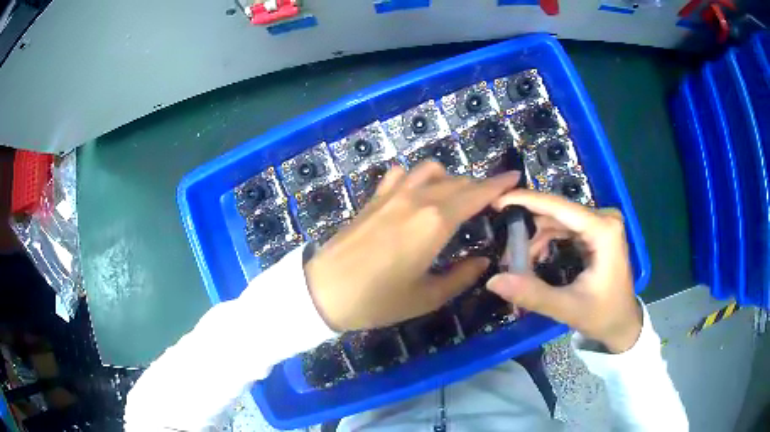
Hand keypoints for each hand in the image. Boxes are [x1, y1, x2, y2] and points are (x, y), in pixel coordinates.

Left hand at [305, 162, 520, 331]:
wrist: (324, 290)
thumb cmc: (378, 300)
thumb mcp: (427, 296)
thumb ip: (461, 276)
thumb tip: (482, 261)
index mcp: (436, 221)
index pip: (476, 194)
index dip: (499, 184)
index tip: (515, 177)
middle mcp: (417, 198)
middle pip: (458, 182)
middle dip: (479, 188)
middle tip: (489, 204)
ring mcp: (393, 193)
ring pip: (431, 170)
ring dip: (450, 179)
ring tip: (454, 199)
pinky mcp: (375, 197)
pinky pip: (402, 174)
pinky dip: (417, 177)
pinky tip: (417, 194)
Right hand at [486, 190, 641, 352]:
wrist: (623, 324)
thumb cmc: (603, 315)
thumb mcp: (568, 308)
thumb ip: (533, 294)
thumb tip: (493, 281)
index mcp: (603, 230)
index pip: (559, 207)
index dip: (526, 200)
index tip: (496, 201)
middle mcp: (604, 219)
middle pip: (557, 213)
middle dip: (528, 230)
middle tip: (505, 252)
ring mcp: (601, 224)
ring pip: (558, 220)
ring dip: (536, 238)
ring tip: (519, 262)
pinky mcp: (597, 231)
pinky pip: (565, 227)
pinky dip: (547, 240)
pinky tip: (535, 258)